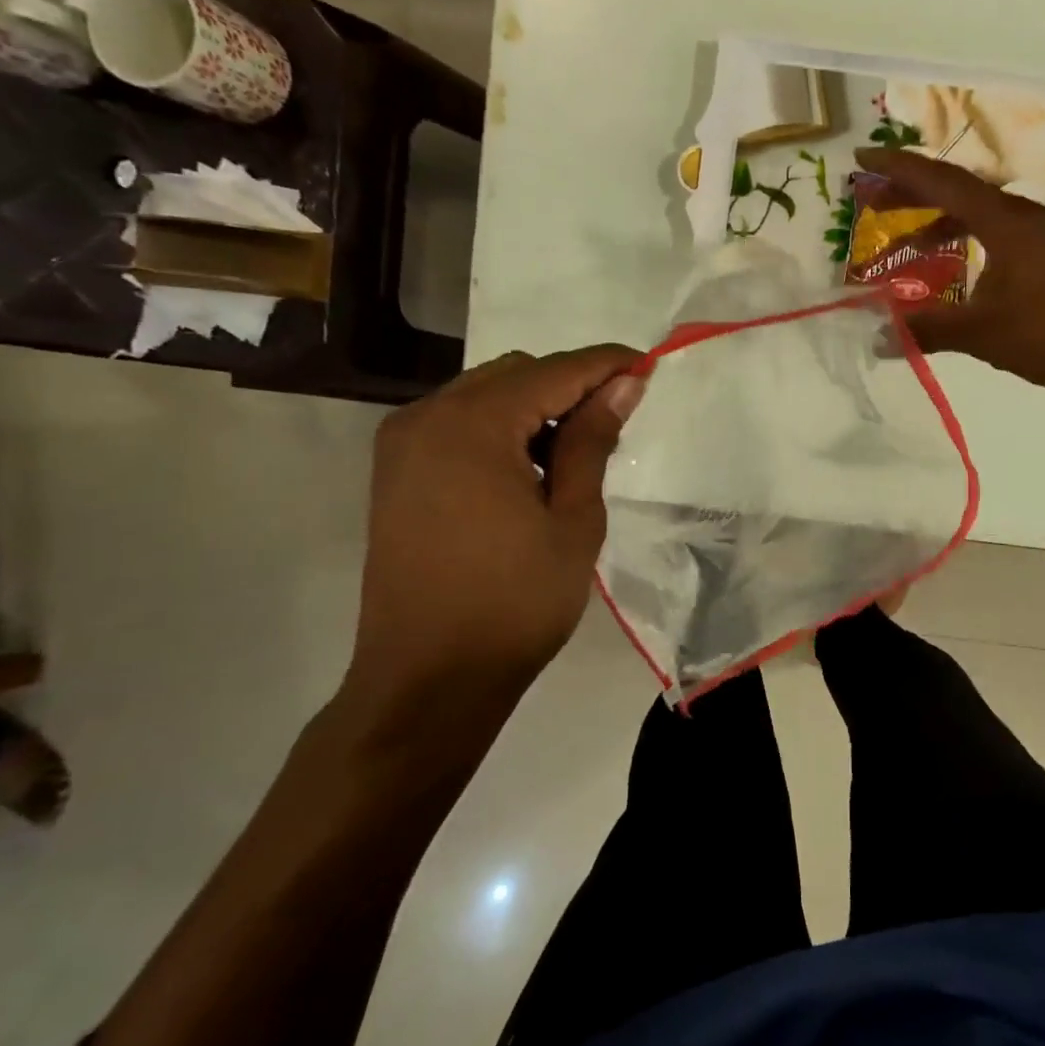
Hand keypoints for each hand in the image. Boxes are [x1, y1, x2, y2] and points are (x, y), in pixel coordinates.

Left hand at [344, 346, 645, 733]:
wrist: (427, 680)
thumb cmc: (515, 603)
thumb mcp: (573, 520)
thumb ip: (592, 442)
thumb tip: (623, 385)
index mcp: (472, 425)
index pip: (554, 372)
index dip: (606, 365)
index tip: (648, 366)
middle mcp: (427, 417)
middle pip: (515, 374)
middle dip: (569, 385)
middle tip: (614, 421)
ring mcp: (403, 444)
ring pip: (484, 395)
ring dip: (534, 407)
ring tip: (575, 452)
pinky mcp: (396, 472)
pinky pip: (458, 424)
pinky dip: (501, 430)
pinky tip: (530, 469)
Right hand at [855, 147, 1044, 388]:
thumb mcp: (981, 332)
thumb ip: (928, 330)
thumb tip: (878, 337)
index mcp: (1003, 221)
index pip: (941, 181)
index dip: (898, 168)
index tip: (863, 156)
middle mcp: (1022, 215)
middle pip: (958, 190)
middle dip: (912, 192)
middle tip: (873, 200)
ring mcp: (1040, 232)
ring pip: (979, 212)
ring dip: (939, 219)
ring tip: (907, 242)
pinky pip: (996, 231)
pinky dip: (966, 238)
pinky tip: (957, 264)